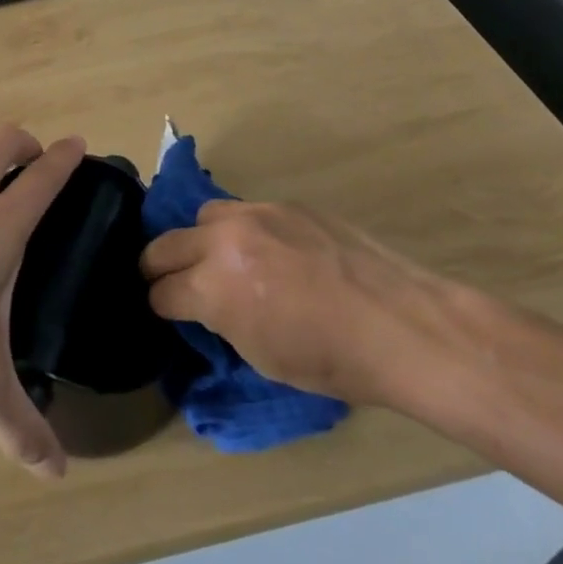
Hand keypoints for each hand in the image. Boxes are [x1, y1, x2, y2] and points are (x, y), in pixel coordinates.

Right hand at [139, 200, 463, 407]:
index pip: (161, 291)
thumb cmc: (331, 360)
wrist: (401, 326)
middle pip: (164, 245)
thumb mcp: (259, 356)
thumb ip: (220, 320)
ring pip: (203, 216)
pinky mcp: (287, 204)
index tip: (171, 314)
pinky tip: (271, 252)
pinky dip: (243, 231)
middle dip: (161, 269)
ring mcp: (257, 213)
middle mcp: (224, 239)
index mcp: (213, 285)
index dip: (162, 308)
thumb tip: (207, 305)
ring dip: (202, 240)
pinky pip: (247, 211)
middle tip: (177, 285)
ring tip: (226, 260)